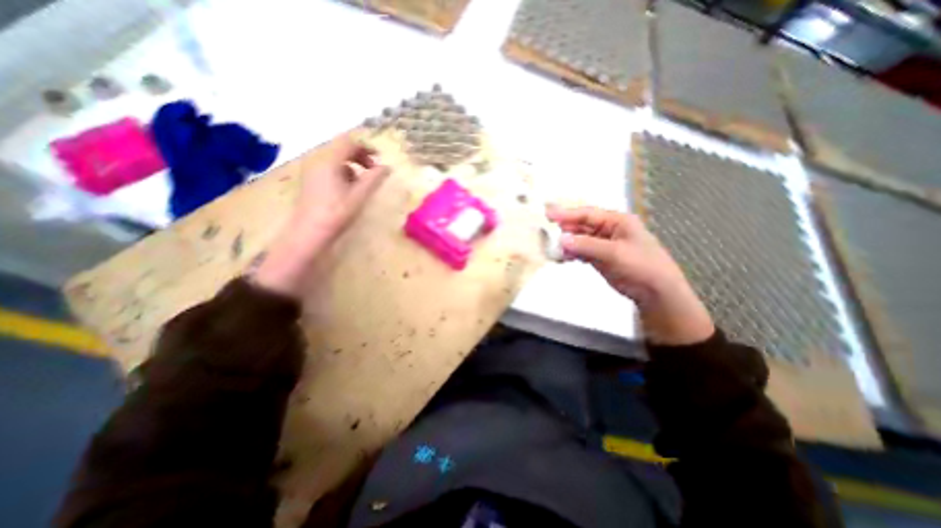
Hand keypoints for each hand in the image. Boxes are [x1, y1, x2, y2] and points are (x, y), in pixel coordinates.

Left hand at [254, 132, 390, 297]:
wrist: (310, 232)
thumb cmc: (337, 212)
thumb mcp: (360, 195)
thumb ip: (374, 178)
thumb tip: (387, 167)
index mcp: (328, 160)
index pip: (348, 142)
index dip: (366, 148)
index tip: (379, 159)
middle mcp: (316, 160)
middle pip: (341, 148)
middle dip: (360, 157)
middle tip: (373, 171)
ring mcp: (311, 170)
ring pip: (335, 159)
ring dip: (352, 166)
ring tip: (362, 183)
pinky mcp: (310, 180)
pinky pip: (328, 168)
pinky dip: (342, 172)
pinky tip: (348, 189)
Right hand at [545, 205, 713, 346]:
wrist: (655, 292)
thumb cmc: (641, 266)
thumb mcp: (614, 253)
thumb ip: (586, 245)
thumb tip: (561, 239)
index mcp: (617, 221)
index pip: (587, 214)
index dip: (567, 214)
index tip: (548, 216)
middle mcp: (608, 229)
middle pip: (581, 225)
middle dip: (564, 229)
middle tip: (545, 232)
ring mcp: (603, 244)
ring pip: (579, 239)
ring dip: (566, 243)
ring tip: (550, 247)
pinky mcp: (599, 257)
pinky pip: (581, 252)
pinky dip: (571, 254)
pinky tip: (561, 258)